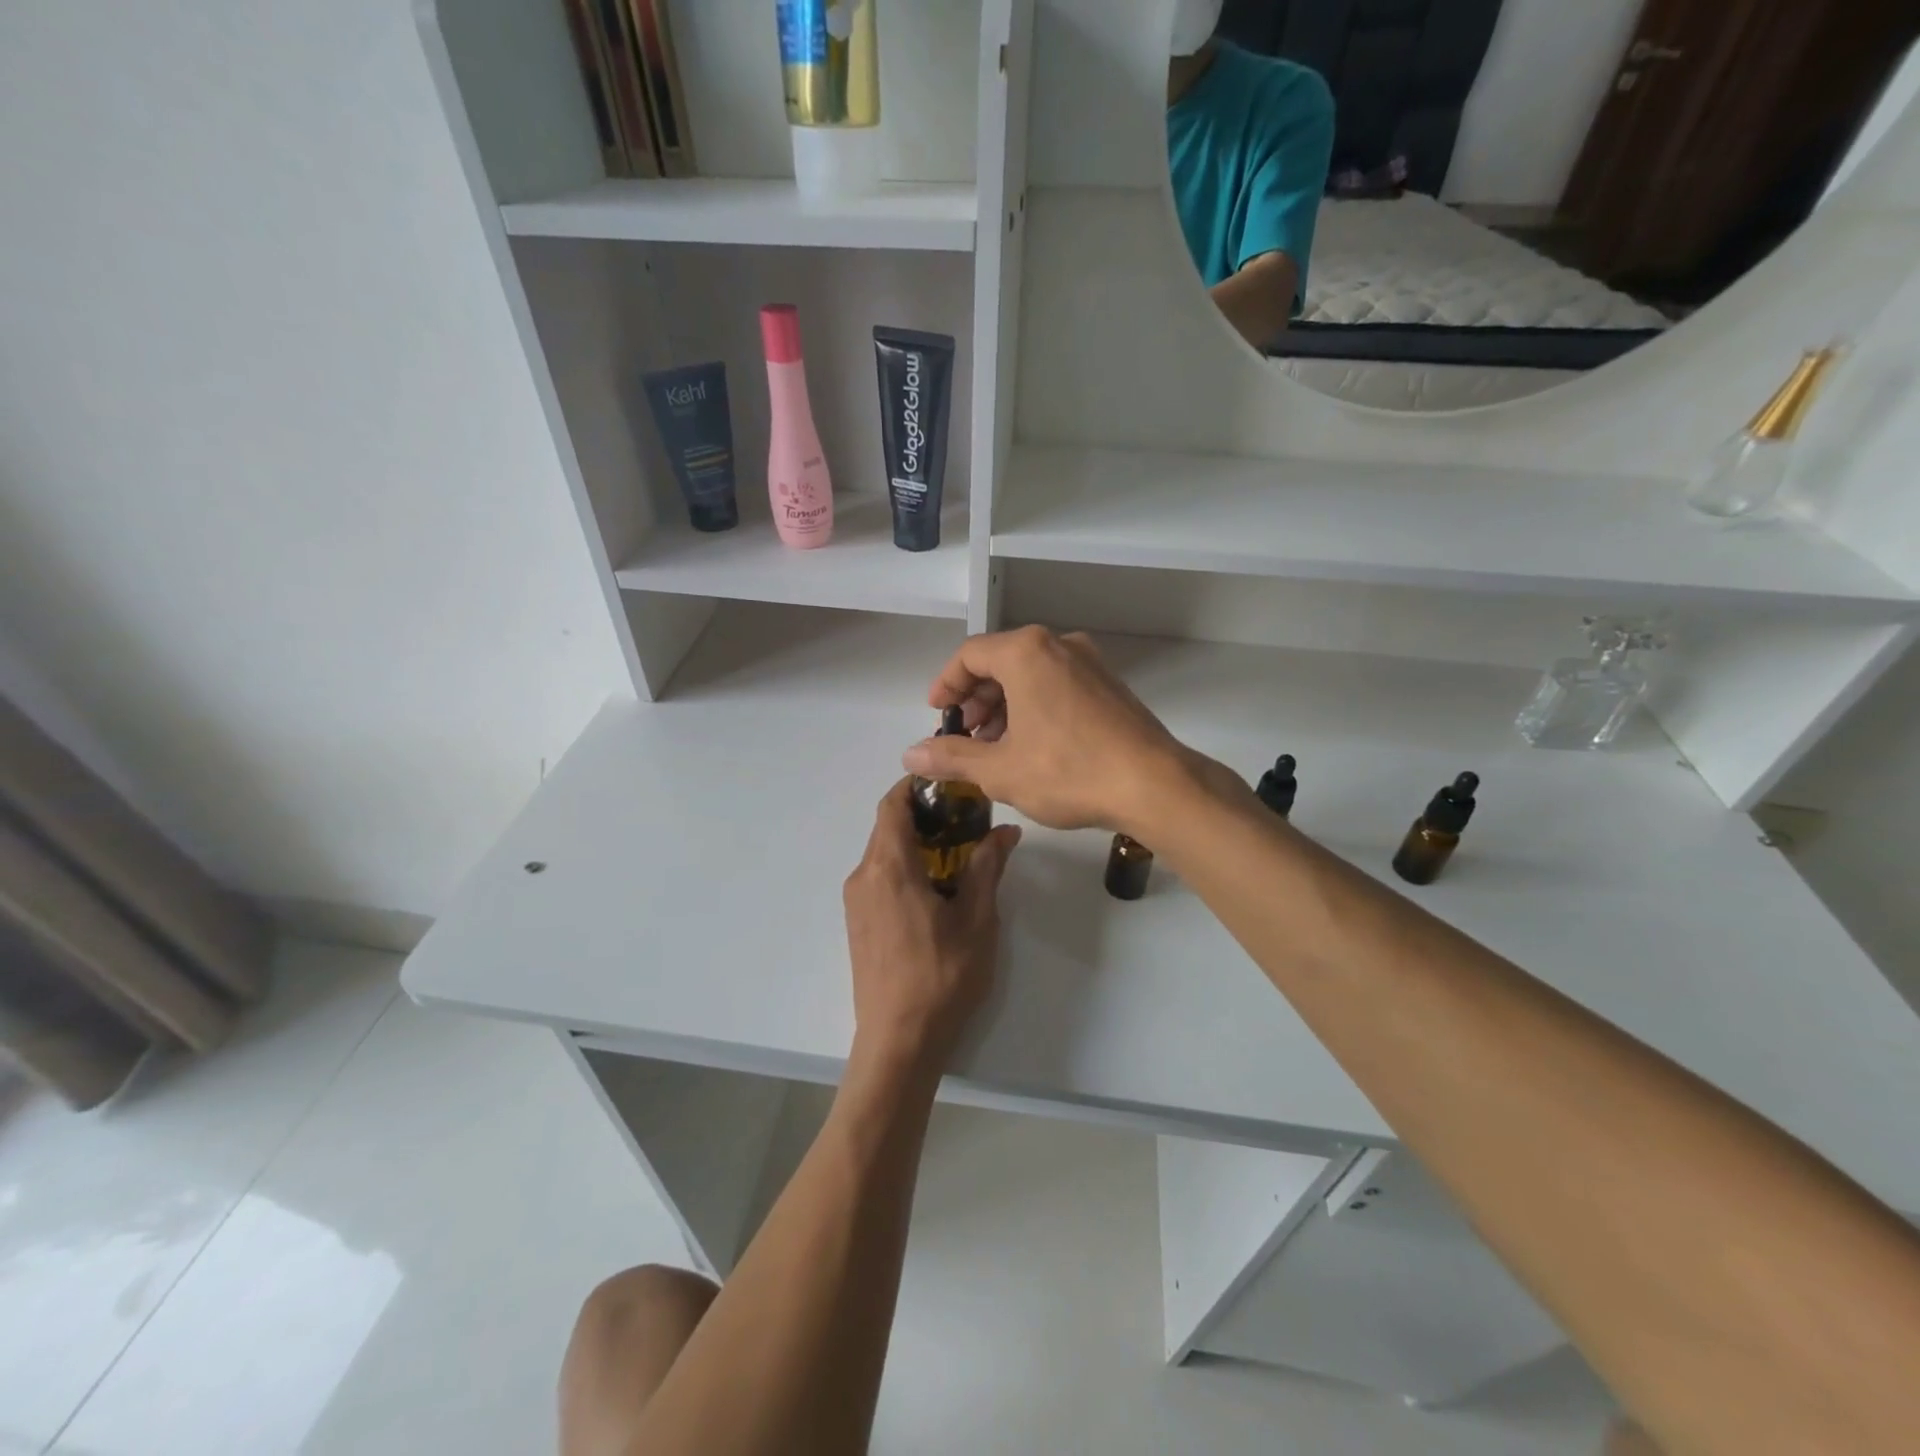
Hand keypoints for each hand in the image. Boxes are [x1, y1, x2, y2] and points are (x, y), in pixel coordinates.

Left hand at [843, 779, 1021, 1073]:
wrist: (898, 1040)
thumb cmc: (942, 976)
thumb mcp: (976, 919)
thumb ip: (987, 867)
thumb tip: (1006, 831)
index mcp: (889, 867)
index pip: (892, 805)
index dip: (916, 786)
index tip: (949, 784)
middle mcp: (863, 876)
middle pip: (887, 826)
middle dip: (922, 815)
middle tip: (965, 818)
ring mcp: (855, 901)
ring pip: (882, 852)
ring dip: (914, 842)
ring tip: (956, 852)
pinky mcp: (857, 923)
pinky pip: (878, 876)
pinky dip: (903, 866)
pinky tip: (935, 888)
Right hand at [900, 626, 1217, 835]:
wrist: (1154, 785)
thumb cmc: (1069, 772)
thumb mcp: (1000, 770)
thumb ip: (951, 757)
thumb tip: (911, 754)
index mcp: (1027, 652)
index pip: (970, 655)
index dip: (946, 684)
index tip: (938, 715)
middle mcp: (1059, 645)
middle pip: (1001, 661)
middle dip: (976, 698)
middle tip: (964, 735)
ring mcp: (1090, 663)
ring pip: (1031, 674)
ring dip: (1004, 705)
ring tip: (994, 746)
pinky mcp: (1110, 685)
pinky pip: (1058, 684)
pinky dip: (1034, 706)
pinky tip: (1032, 744)